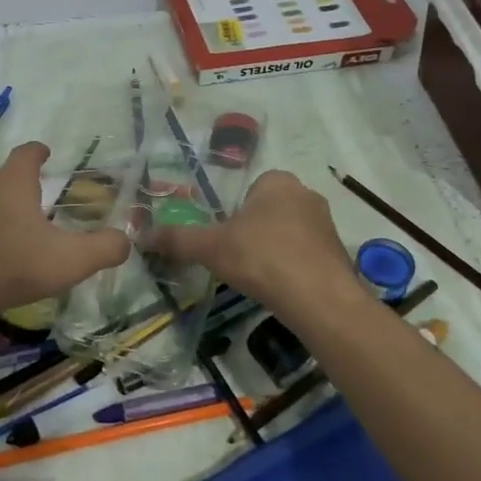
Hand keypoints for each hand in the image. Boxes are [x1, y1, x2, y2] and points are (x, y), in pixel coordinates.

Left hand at [0, 142, 130, 319]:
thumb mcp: (69, 261)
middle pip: (2, 178)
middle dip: (17, 188)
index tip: (46, 154)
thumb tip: (127, 240)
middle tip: (33, 208)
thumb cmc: (9, 266)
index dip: (39, 152)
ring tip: (0, 231)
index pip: (28, 154)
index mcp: (13, 183)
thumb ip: (104, 248)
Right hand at [147, 170, 366, 323]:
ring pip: (289, 233)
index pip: (249, 190)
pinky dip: (293, 269)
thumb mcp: (211, 247)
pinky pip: (306, 255)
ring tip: (260, 278)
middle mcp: (306, 194)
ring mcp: (327, 224)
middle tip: (238, 260)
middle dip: (254, 233)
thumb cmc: (261, 258)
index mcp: (277, 181)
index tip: (225, 240)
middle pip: (269, 211)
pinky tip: (282, 289)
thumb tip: (142, 236)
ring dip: (274, 251)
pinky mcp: (338, 253)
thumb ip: (178, 239)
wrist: (319, 298)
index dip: (234, 215)